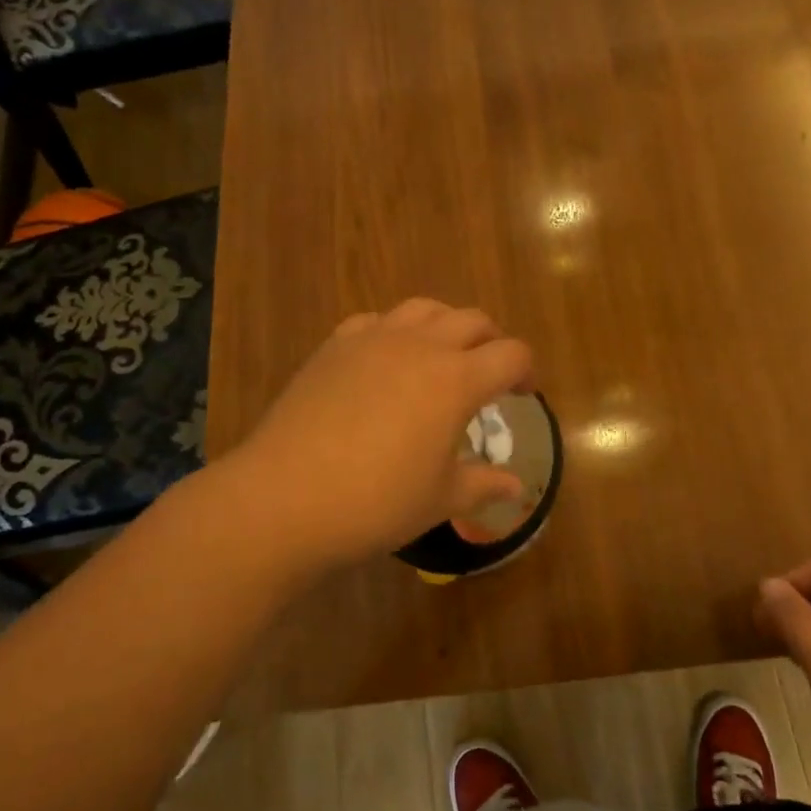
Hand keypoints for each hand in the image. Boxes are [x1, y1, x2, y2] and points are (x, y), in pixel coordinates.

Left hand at [232, 299, 533, 571]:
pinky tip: (385, 360)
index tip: (523, 394)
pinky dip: (394, 332)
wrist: (284, 497)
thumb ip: (483, 485)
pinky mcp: (335, 345)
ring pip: (425, 308)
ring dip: (446, 326)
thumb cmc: (376, 502)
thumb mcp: (440, 499)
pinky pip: (375, 321)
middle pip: (472, 320)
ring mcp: (373, 339)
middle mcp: (421, 345)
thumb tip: (517, 488)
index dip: (526, 371)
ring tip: (442, 356)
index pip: (511, 354)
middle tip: (490, 373)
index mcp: (457, 379)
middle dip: (491, 341)